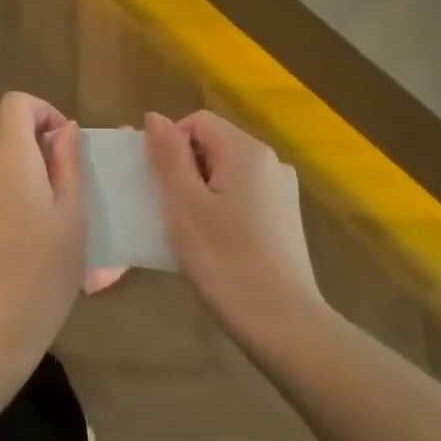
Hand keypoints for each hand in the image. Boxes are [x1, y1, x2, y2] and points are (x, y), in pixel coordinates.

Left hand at [0, 93, 86, 374]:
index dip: (42, 112)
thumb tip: (65, 129)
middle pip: (6, 150)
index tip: (61, 147)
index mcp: (8, 160)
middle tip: (58, 214)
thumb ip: (69, 163)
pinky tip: (3, 261)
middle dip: (33, 168)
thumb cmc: (42, 272)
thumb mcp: (73, 217)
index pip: (16, 104)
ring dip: (12, 197)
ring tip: (32, 245)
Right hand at [145, 110, 326, 349]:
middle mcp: (271, 161)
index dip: (169, 145)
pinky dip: (221, 208)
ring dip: (200, 191)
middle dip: (184, 169)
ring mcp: (282, 190)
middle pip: (214, 145)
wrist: (282, 323)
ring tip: (187, 231)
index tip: (157, 185)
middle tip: (166, 210)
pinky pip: (243, 196)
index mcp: (247, 150)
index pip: (196, 122)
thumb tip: (154, 117)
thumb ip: (168, 156)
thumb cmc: (224, 260)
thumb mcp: (184, 205)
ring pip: (227, 173)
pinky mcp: (286, 218)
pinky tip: (214, 244)